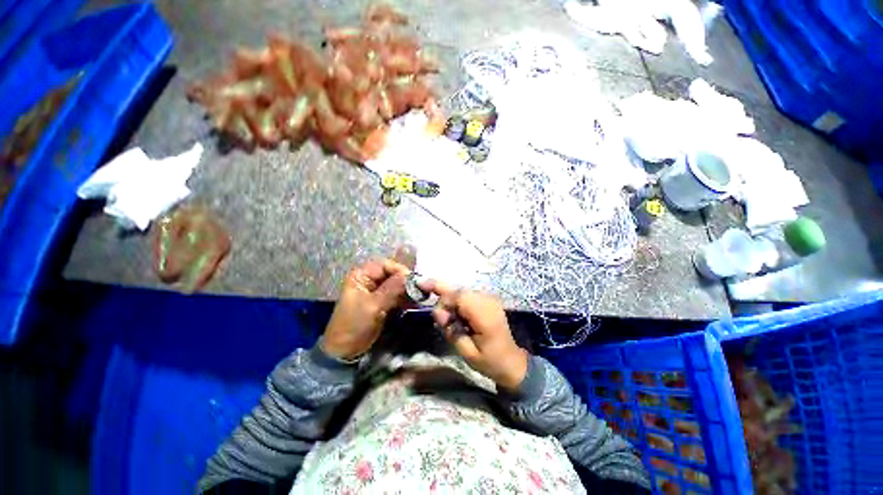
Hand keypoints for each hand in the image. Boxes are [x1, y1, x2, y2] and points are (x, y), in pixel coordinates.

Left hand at [321, 259, 409, 359]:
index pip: (384, 265)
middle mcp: (369, 280)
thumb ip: (392, 289)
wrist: (345, 350)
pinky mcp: (382, 302)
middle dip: (405, 281)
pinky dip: (404, 298)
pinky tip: (413, 303)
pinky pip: (396, 295)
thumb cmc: (354, 324)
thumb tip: (409, 275)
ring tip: (418, 297)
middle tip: (419, 289)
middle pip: (392, 274)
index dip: (399, 270)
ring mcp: (376, 291)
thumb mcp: (373, 305)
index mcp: (361, 276)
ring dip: (407, 290)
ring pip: (396, 285)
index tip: (413, 279)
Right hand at [421, 280, 528, 390]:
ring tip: (450, 322)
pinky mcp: (488, 300)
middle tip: (441, 320)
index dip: (443, 300)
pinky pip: (467, 295)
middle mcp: (488, 300)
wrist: (512, 362)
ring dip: (450, 303)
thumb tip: (438, 313)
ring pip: (461, 291)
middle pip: (458, 291)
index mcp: (485, 314)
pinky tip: (458, 317)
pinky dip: (457, 303)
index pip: (458, 296)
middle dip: (444, 301)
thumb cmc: (490, 361)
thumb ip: (451, 330)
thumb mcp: (467, 353)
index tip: (434, 314)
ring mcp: (489, 298)